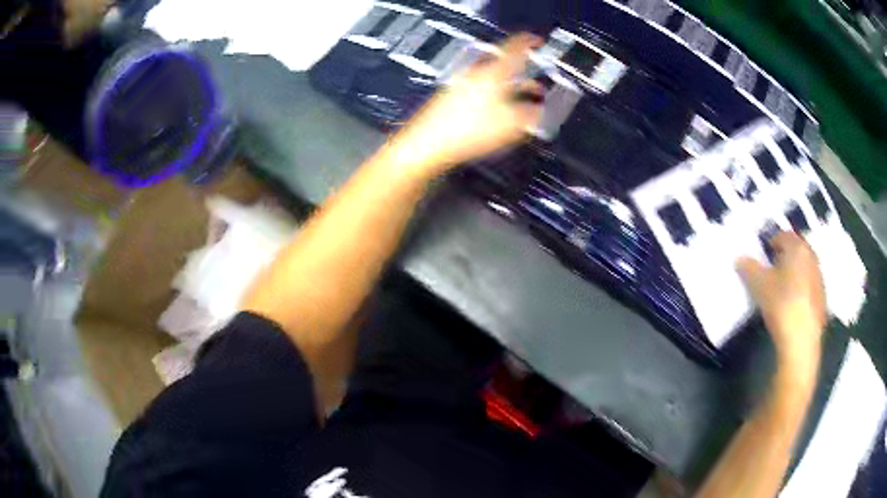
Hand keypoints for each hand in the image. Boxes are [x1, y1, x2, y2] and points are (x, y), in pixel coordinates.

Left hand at [388, 33, 544, 177]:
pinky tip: (495, 113)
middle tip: (535, 83)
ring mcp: (460, 85)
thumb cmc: (467, 131)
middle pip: (503, 66)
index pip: (514, 48)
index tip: (536, 41)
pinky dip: (492, 97)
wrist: (427, 144)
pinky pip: (478, 92)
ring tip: (520, 101)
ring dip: (508, 88)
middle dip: (522, 75)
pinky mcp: (450, 98)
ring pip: (491, 80)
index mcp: (493, 73)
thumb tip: (539, 111)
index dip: (528, 43)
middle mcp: (475, 74)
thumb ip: (531, 115)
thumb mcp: (511, 125)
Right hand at [737, 232, 825, 370]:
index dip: (771, 243)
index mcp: (797, 248)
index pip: (783, 235)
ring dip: (794, 273)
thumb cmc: (781, 305)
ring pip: (804, 268)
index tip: (762, 256)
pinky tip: (792, 305)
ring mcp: (819, 279)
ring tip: (781, 289)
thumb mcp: (759, 286)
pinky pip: (809, 286)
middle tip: (771, 271)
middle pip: (796, 250)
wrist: (801, 341)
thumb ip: (749, 268)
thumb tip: (740, 259)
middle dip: (784, 257)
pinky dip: (801, 290)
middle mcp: (812, 257)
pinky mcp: (822, 299)